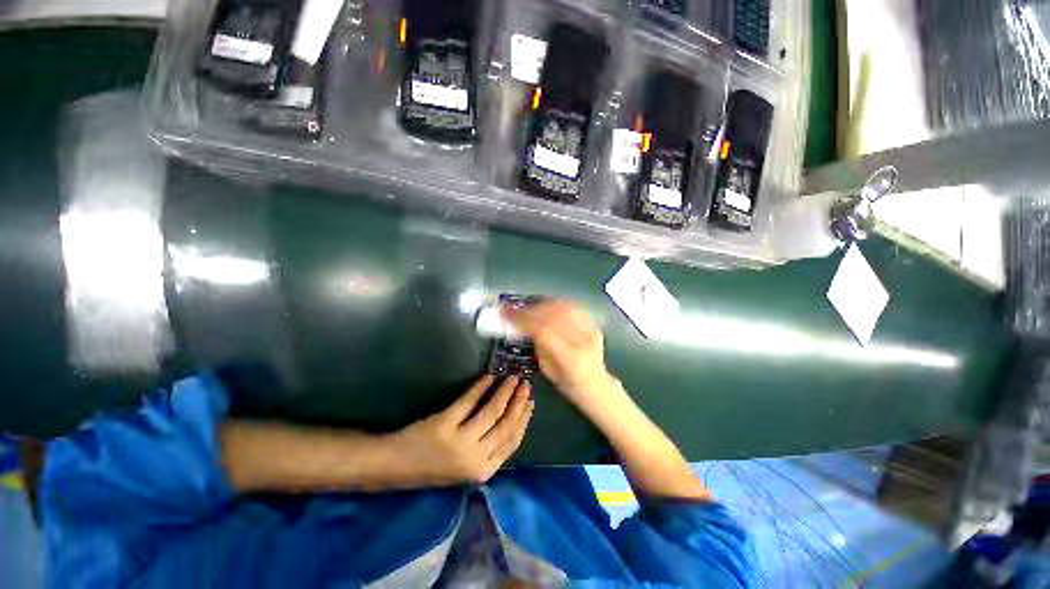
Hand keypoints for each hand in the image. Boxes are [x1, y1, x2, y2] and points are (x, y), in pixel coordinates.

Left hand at [390, 375, 532, 486]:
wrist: (395, 467)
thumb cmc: (431, 467)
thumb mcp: (466, 467)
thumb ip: (489, 450)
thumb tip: (511, 419)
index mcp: (482, 471)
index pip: (512, 442)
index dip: (524, 419)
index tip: (530, 402)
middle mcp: (475, 459)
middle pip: (506, 426)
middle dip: (518, 402)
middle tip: (525, 384)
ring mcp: (460, 442)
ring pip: (492, 412)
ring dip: (505, 392)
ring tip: (512, 378)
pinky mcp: (445, 425)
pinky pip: (470, 401)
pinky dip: (482, 386)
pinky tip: (489, 377)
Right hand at [504, 300, 615, 409]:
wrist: (596, 384)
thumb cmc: (568, 383)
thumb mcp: (547, 369)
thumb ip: (538, 346)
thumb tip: (524, 325)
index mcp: (571, 358)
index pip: (544, 331)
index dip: (524, 321)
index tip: (509, 316)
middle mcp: (583, 341)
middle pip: (553, 316)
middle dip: (530, 310)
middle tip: (514, 309)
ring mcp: (591, 331)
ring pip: (564, 307)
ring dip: (542, 304)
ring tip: (528, 306)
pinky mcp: (594, 325)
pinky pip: (573, 307)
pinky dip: (556, 303)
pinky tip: (545, 305)